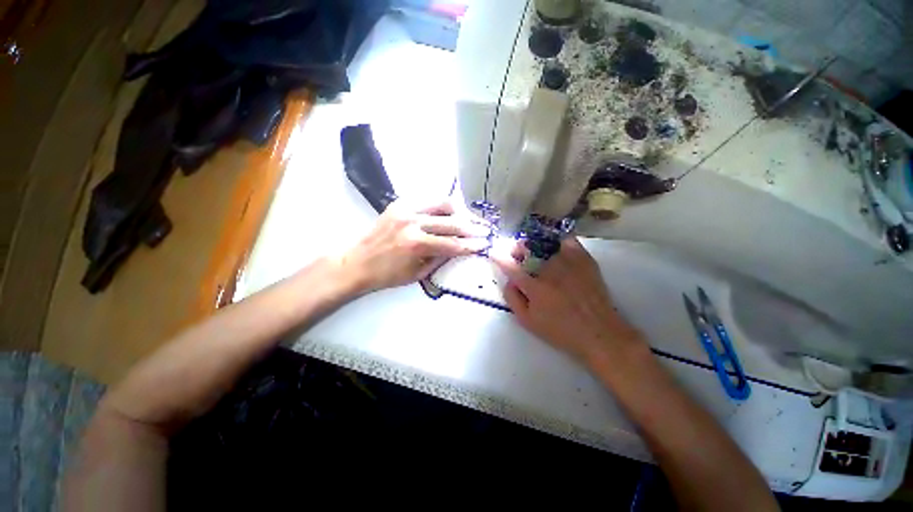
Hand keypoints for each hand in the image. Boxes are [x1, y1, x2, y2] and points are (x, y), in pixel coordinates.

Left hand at [340, 199, 490, 291]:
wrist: (357, 263)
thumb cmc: (387, 275)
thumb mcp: (417, 274)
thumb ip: (440, 259)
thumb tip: (459, 249)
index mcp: (416, 244)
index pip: (452, 243)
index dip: (470, 244)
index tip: (485, 244)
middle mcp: (412, 222)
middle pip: (451, 221)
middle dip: (472, 226)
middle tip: (485, 229)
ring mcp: (405, 209)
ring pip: (442, 203)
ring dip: (459, 211)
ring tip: (470, 219)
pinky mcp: (399, 203)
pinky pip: (427, 200)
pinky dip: (442, 206)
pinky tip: (450, 212)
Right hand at [490, 237, 644, 363]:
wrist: (598, 332)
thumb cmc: (560, 331)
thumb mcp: (528, 322)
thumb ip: (513, 299)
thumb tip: (508, 280)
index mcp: (535, 288)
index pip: (511, 267)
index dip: (499, 257)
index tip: (494, 251)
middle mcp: (550, 271)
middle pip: (527, 249)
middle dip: (517, 248)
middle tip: (518, 253)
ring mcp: (569, 263)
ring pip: (546, 244)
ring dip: (536, 246)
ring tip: (537, 253)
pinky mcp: (584, 260)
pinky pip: (567, 241)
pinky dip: (558, 242)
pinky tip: (556, 249)